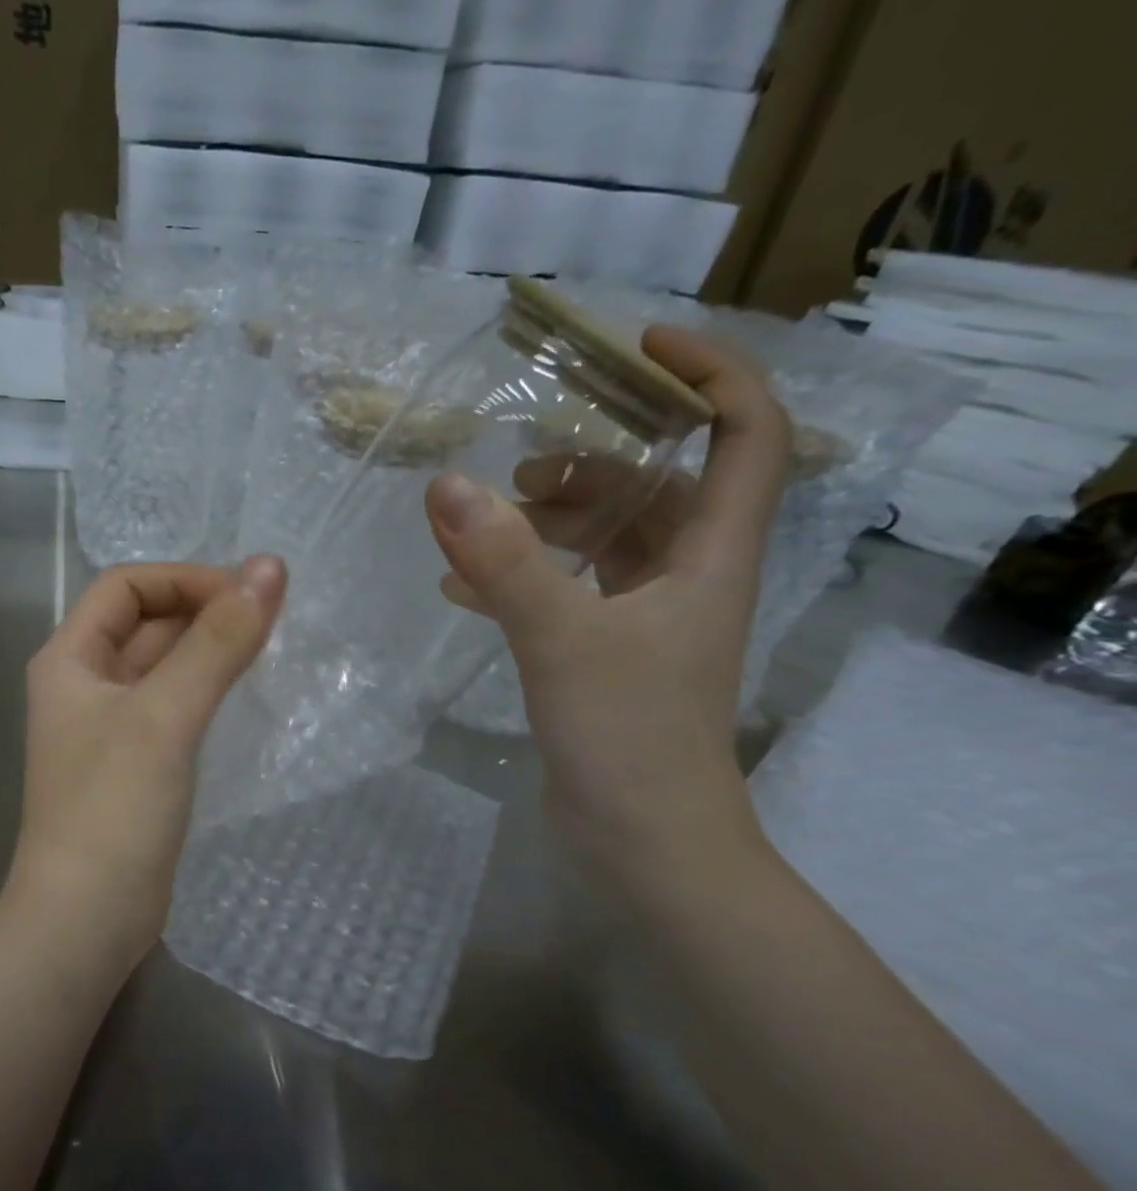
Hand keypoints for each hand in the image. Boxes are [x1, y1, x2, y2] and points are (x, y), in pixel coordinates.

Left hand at [5, 558, 287, 962]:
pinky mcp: (136, 766)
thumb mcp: (165, 716)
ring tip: (272, 652)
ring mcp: (110, 728)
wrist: (86, 920)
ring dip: (211, 653)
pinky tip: (249, 700)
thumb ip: (217, 642)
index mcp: (70, 659)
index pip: (126, 586)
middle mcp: (84, 685)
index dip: (186, 580)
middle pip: (147, 624)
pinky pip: (175, 709)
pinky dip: (208, 694)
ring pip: (165, 668)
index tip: (248, 597)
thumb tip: (269, 567)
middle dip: (205, 614)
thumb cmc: (113, 809)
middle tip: (274, 622)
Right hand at [425, 326, 792, 872]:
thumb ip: (504, 562)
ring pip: (605, 542)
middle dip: (591, 464)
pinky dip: (522, 577)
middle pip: (657, 487)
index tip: (638, 347)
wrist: (642, 843)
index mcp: (711, 556)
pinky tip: (462, 587)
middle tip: (519, 468)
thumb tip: (445, 486)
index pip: (746, 434)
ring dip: (547, 523)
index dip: (709, 375)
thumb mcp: (562, 639)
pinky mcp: (605, 655)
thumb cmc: (628, 736)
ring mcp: (645, 620)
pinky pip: (567, 591)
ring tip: (481, 524)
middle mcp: (688, 578)